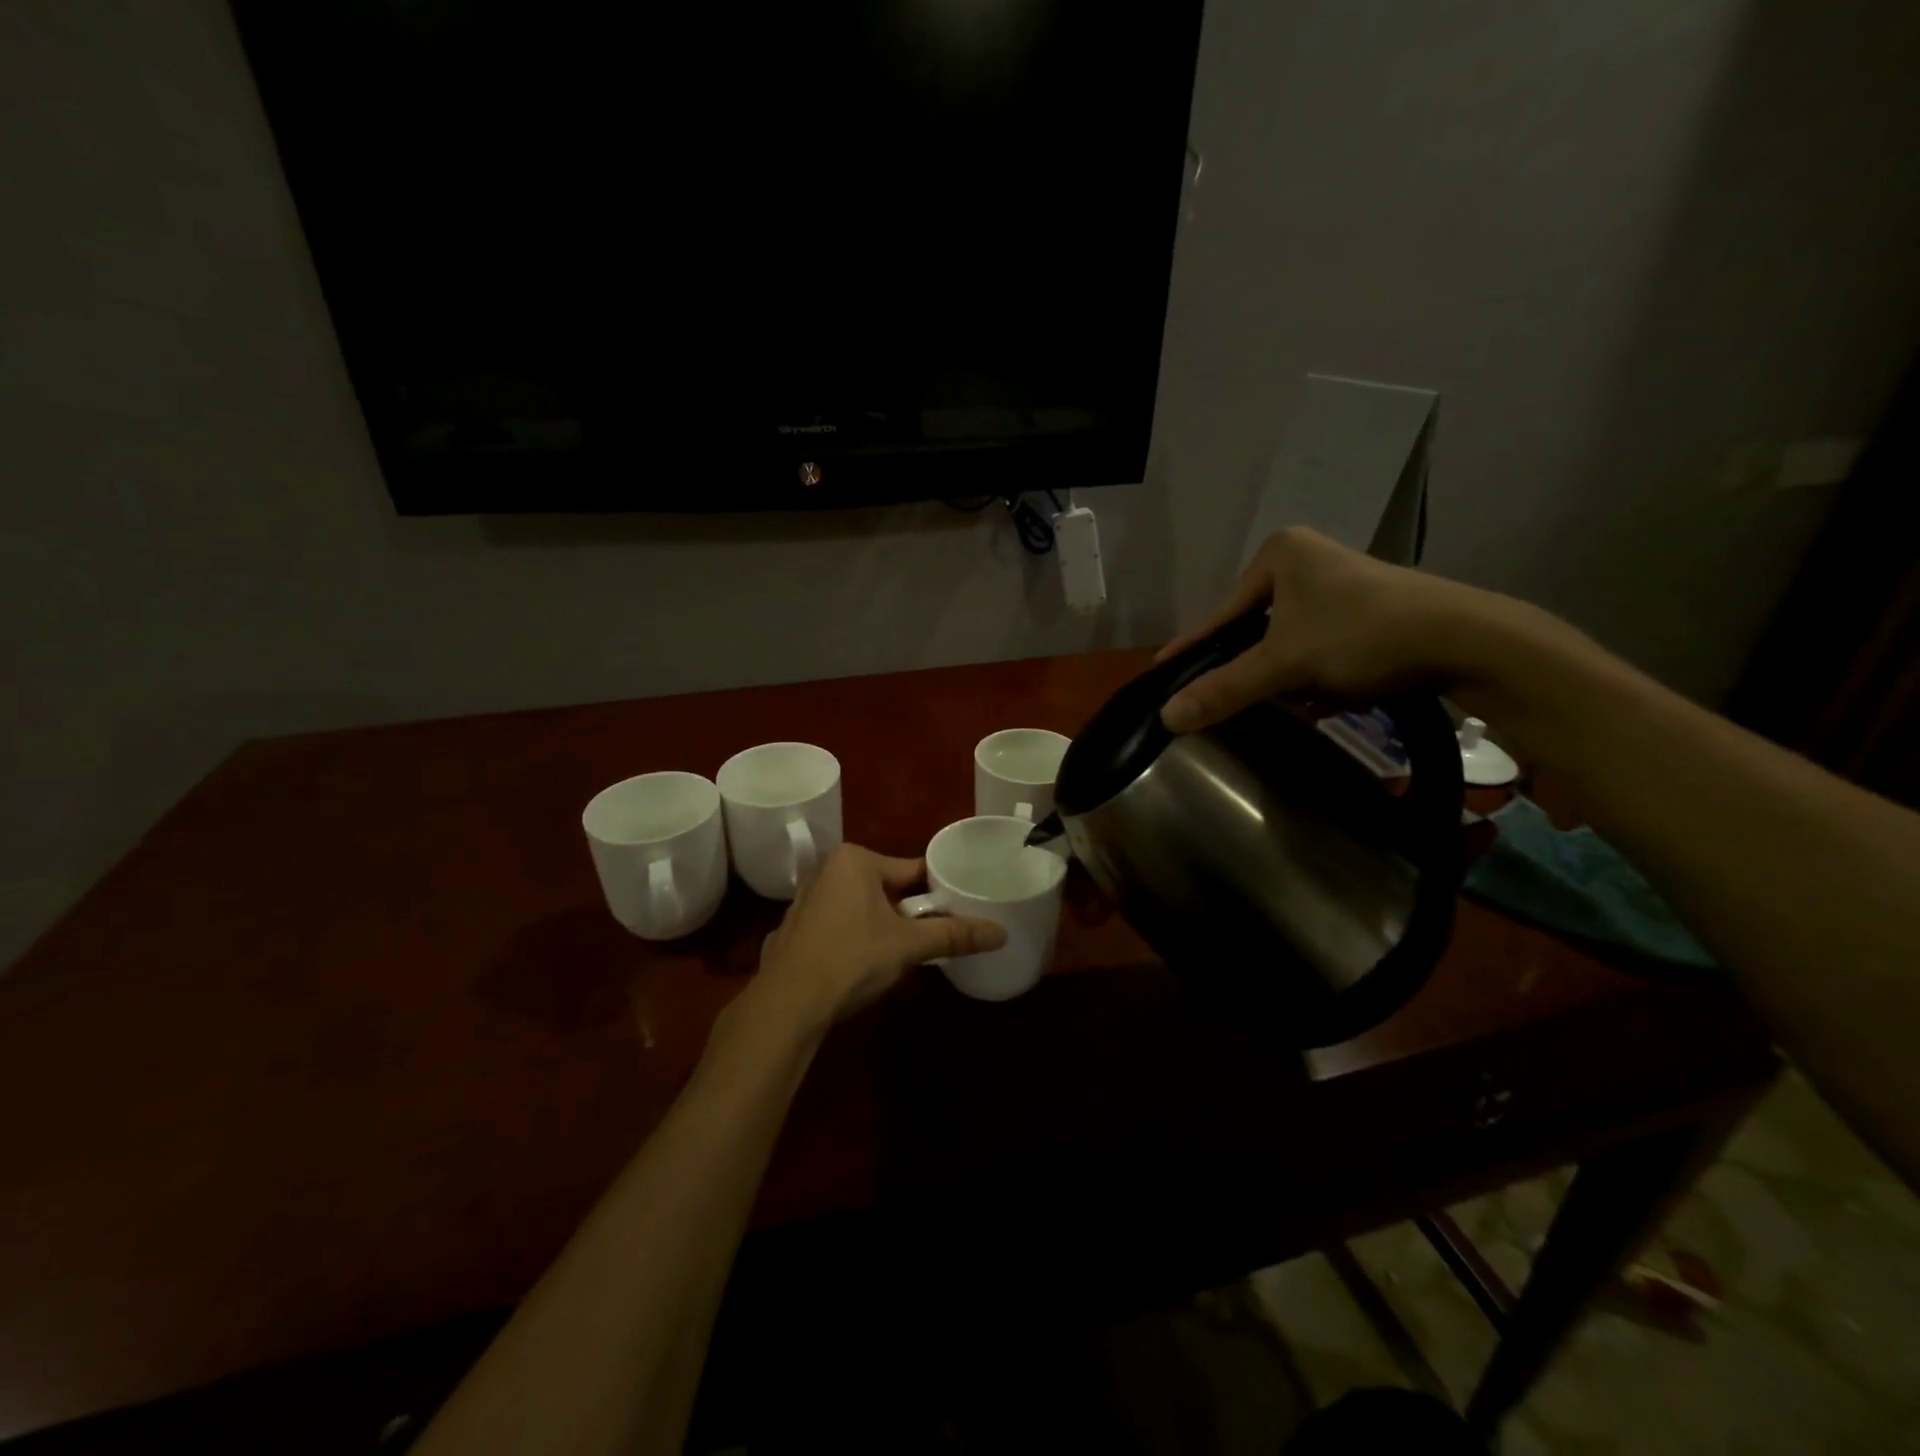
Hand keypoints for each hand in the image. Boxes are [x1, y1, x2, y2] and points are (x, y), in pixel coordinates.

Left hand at [742, 844, 1006, 1032]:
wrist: (788, 1004)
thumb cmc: (852, 958)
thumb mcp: (909, 945)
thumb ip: (954, 935)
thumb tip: (1002, 933)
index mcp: (854, 860)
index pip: (911, 869)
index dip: (937, 891)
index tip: (958, 909)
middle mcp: (826, 870)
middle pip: (886, 888)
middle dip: (908, 911)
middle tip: (932, 937)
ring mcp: (805, 900)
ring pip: (861, 907)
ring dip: (881, 926)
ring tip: (902, 953)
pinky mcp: (794, 930)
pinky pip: (838, 925)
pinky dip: (854, 939)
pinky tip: (862, 965)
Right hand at [1157, 527, 1501, 733]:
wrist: (1467, 641)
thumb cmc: (1361, 636)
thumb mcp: (1284, 665)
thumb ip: (1223, 690)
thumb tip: (1166, 717)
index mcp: (1278, 555)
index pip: (1220, 616)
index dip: (1193, 650)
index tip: (1161, 672)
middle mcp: (1306, 560)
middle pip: (1255, 631)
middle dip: (1256, 669)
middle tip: (1243, 700)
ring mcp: (1340, 584)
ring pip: (1288, 642)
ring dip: (1289, 676)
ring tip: (1300, 700)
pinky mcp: (1368, 609)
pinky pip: (1319, 646)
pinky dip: (1318, 674)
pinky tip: (1331, 696)